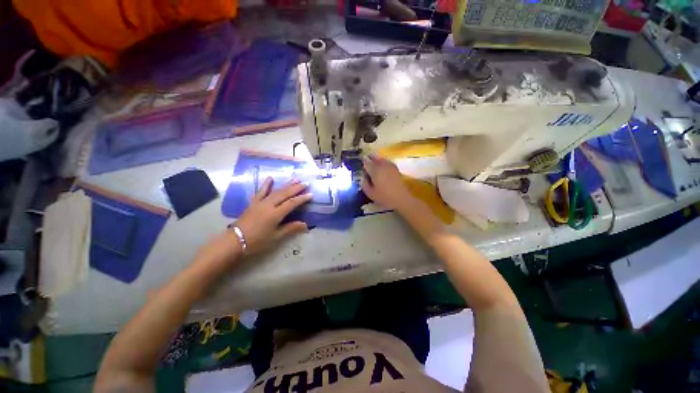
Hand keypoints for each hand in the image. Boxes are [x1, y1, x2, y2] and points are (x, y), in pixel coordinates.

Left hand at [235, 177, 311, 254]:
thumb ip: (290, 228)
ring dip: (286, 185)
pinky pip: (260, 192)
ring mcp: (260, 202)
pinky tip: (270, 178)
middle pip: (284, 194)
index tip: (310, 194)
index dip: (301, 198)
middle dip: (295, 188)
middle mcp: (268, 205)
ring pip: (275, 191)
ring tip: (294, 179)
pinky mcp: (253, 203)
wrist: (234, 241)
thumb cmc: (257, 241)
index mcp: (275, 214)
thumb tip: (305, 225)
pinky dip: (266, 185)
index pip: (291, 203)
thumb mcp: (275, 237)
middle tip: (305, 183)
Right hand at [361, 154, 415, 210]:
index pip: (366, 162)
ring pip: (381, 159)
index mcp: (375, 170)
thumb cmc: (384, 197)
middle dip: (370, 158)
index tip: (360, 164)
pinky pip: (387, 162)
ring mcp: (390, 166)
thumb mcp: (370, 193)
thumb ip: (364, 184)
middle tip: (366, 162)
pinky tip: (382, 168)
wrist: (402, 199)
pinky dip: (383, 163)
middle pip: (374, 158)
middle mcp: (382, 165)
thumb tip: (363, 177)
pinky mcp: (396, 169)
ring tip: (374, 164)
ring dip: (377, 160)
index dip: (362, 162)